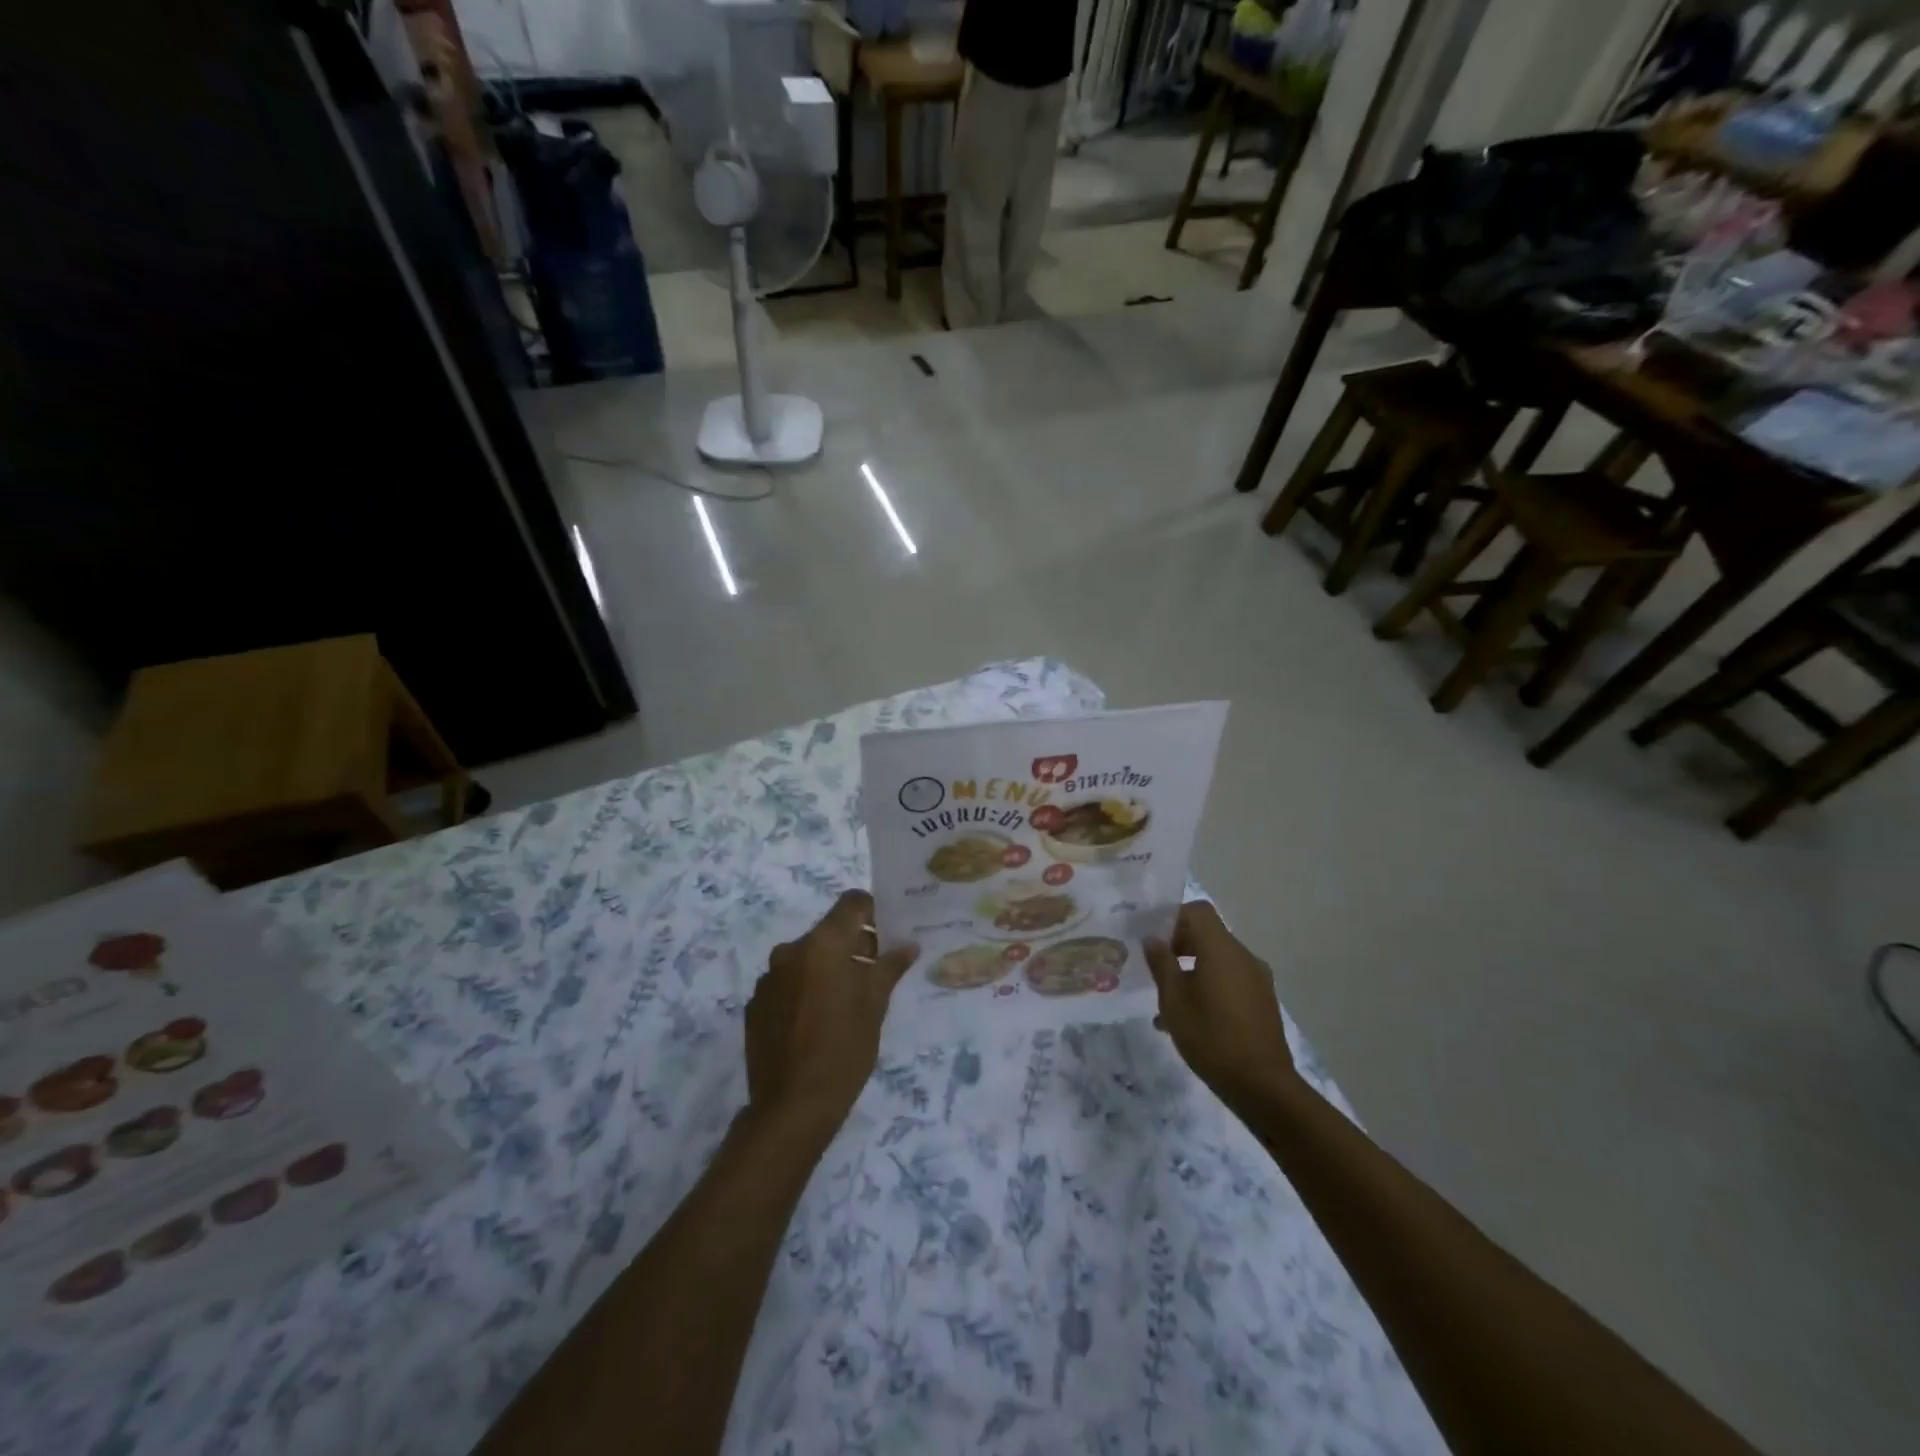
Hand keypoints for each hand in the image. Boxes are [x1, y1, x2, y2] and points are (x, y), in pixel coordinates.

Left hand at [745, 891, 917, 1137]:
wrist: (792, 1106)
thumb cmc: (844, 1048)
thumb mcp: (876, 1004)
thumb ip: (890, 967)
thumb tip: (908, 945)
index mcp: (823, 943)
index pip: (852, 902)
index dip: (873, 911)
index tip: (887, 934)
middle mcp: (791, 950)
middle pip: (829, 931)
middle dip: (853, 944)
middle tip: (875, 972)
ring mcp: (768, 978)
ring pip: (807, 958)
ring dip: (827, 968)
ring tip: (846, 1001)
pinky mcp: (756, 1004)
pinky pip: (787, 983)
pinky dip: (804, 990)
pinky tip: (817, 1021)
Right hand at [1145, 901, 1297, 1109]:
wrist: (1262, 1086)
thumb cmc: (1211, 1037)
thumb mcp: (1173, 1001)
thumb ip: (1162, 964)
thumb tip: (1152, 938)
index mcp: (1221, 949)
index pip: (1198, 911)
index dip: (1174, 917)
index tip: (1155, 939)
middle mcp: (1243, 956)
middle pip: (1209, 934)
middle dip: (1180, 945)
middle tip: (1157, 969)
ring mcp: (1258, 979)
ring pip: (1219, 960)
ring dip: (1193, 970)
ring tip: (1169, 1002)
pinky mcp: (1263, 1001)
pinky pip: (1231, 981)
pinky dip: (1211, 987)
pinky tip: (1192, 1019)